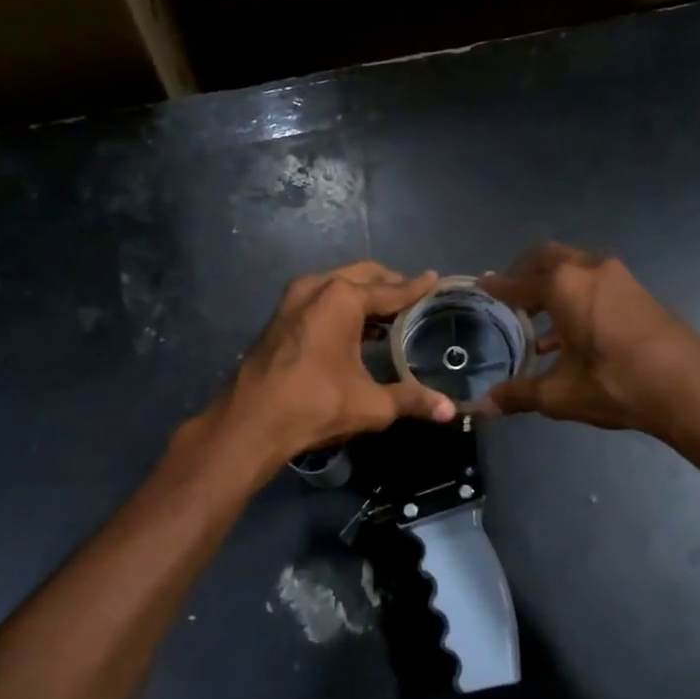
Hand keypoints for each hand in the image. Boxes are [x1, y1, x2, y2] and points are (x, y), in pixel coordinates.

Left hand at [218, 262, 456, 464]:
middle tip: (414, 297)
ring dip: (364, 293)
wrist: (250, 422)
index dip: (416, 288)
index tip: (434, 279)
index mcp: (342, 298)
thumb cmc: (314, 405)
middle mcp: (317, 287)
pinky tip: (356, 327)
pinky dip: (342, 304)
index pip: (391, 290)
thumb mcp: (370, 404)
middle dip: (390, 284)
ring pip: (339, 284)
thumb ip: (411, 400)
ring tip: (389, 313)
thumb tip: (449, 410)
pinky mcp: (280, 315)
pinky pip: (321, 297)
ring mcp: (293, 299)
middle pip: (364, 276)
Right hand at [478, 243, 699, 437]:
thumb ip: (519, 394)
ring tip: (534, 320)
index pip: (518, 282)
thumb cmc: (615, 384)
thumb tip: (482, 407)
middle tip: (509, 295)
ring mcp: (619, 278)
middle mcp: (589, 270)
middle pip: (548, 258)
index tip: (481, 286)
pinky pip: (595, 284)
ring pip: (575, 269)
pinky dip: (575, 298)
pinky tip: (568, 337)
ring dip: (553, 287)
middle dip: (525, 274)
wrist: (689, 387)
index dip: (497, 287)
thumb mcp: (560, 394)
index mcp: (563, 286)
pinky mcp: (639, 292)